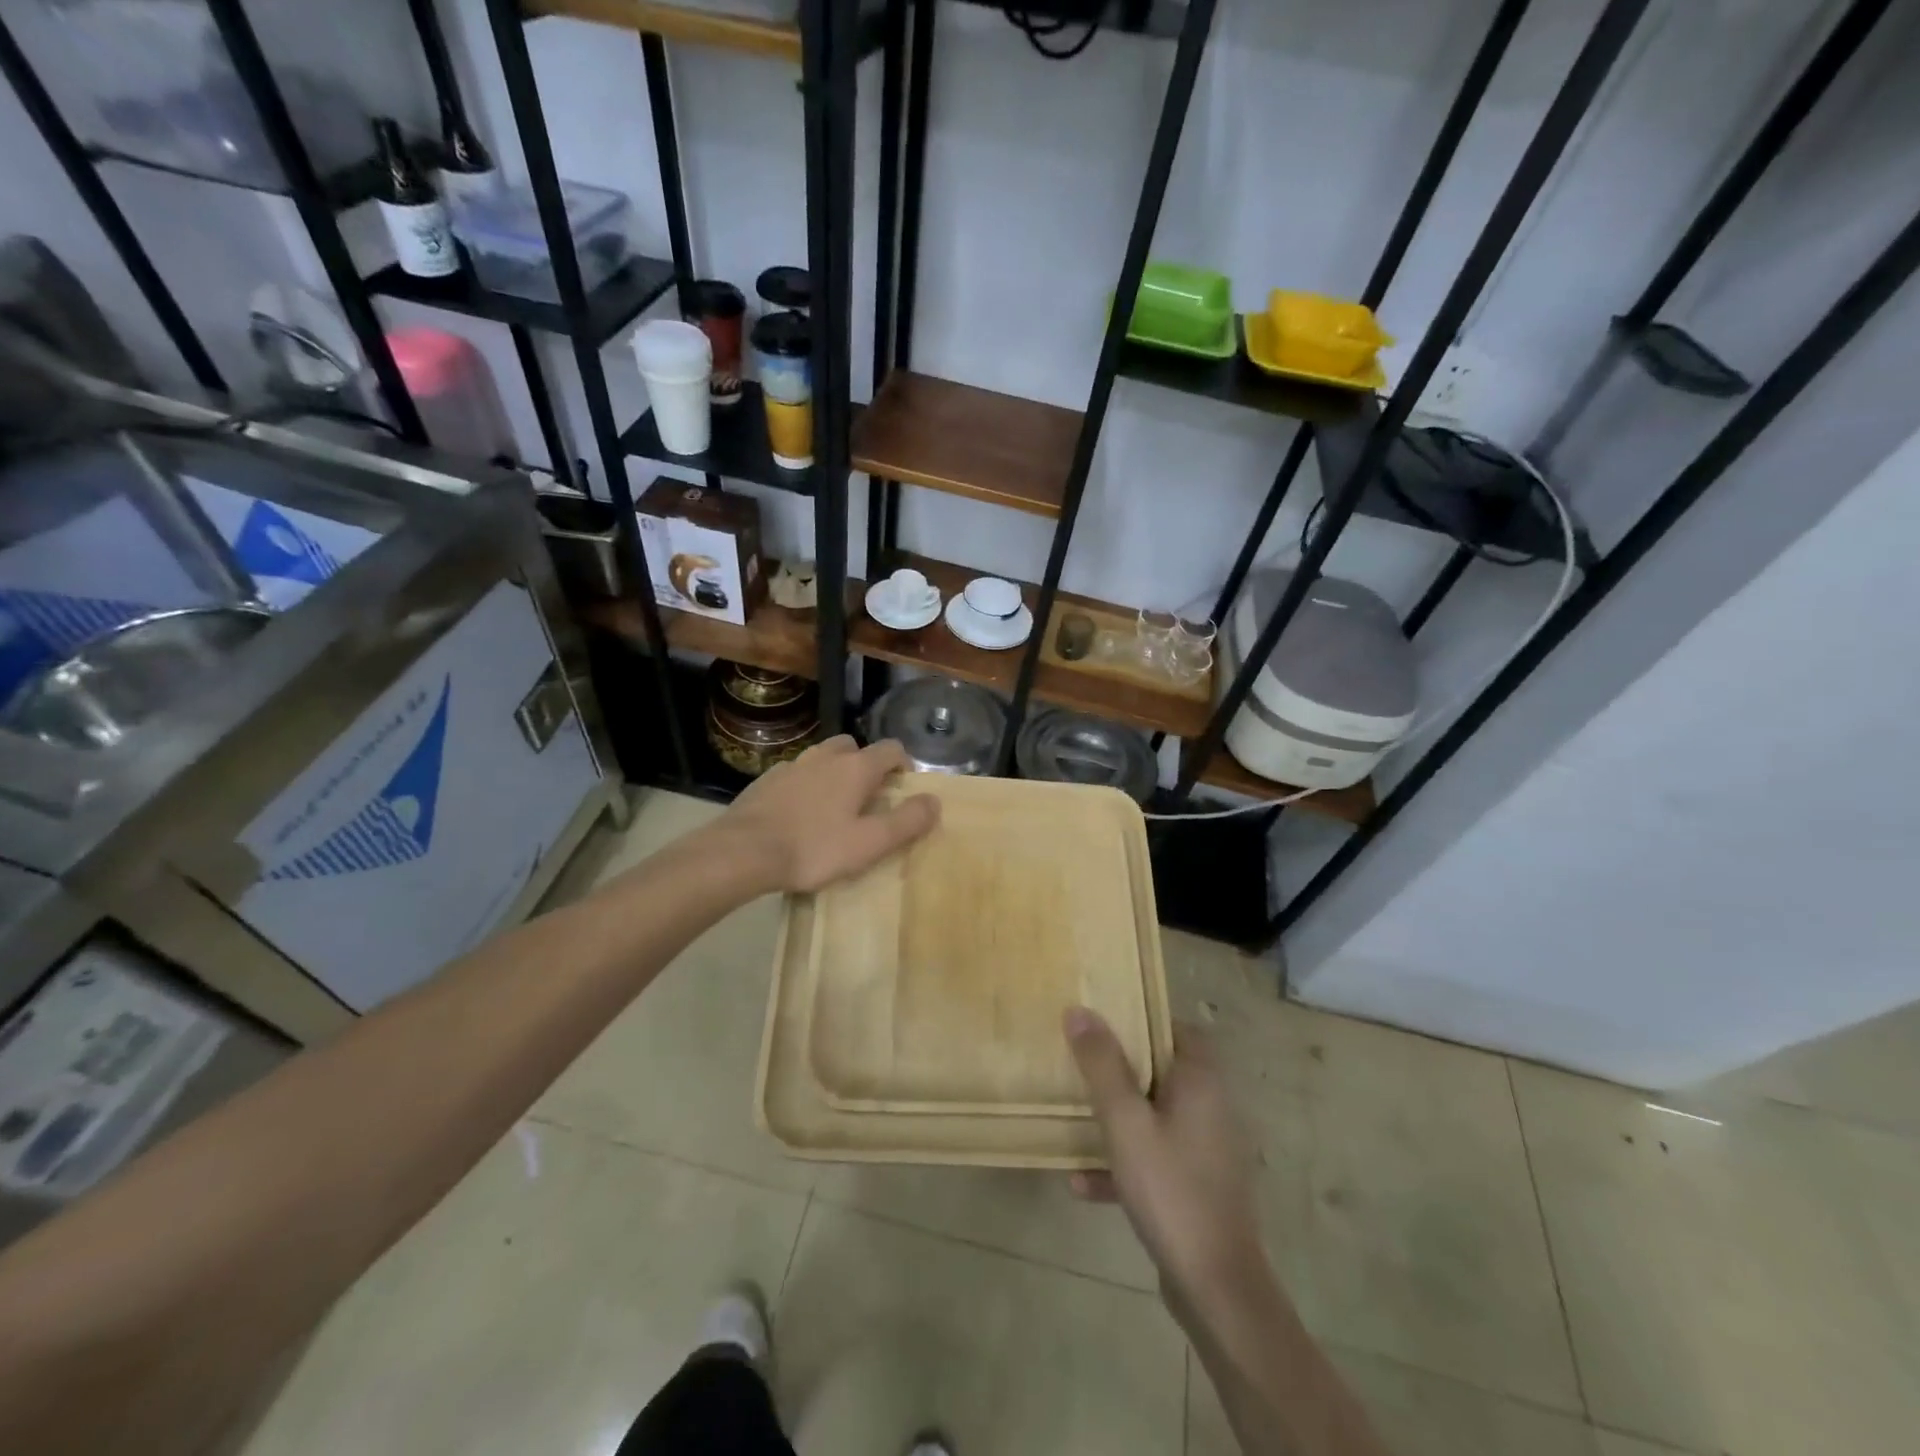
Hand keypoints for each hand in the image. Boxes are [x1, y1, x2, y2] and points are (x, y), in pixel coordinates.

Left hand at [719, 735, 938, 893]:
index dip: (903, 764)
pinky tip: (798, 813)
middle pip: (853, 746)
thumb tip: (934, 801)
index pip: (890, 749)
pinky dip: (805, 785)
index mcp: (855, 768)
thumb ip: (906, 821)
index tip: (904, 788)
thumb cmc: (814, 848)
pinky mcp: (765, 781)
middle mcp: (824, 757)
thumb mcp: (869, 843)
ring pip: (821, 757)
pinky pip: (795, 774)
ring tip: (833, 805)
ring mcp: (791, 766)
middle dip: (866, 764)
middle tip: (868, 797)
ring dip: (834, 772)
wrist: (743, 852)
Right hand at [1066, 1008, 1266, 1307]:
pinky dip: (1125, 1163)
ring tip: (1076, 1118)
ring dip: (1118, 1119)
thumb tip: (1079, 1010)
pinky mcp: (1199, 1186)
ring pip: (1156, 1116)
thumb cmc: (1171, 1189)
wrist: (1216, 1287)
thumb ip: (1101, 1065)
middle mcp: (1212, 1108)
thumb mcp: (1125, 1122)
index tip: (1105, 1020)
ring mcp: (1207, 1150)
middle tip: (1081, 1062)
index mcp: (1202, 1082)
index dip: (1143, 1020)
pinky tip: (1082, 1184)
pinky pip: (1157, 1158)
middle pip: (1163, 1071)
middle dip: (1121, 1069)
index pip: (1178, 1029)